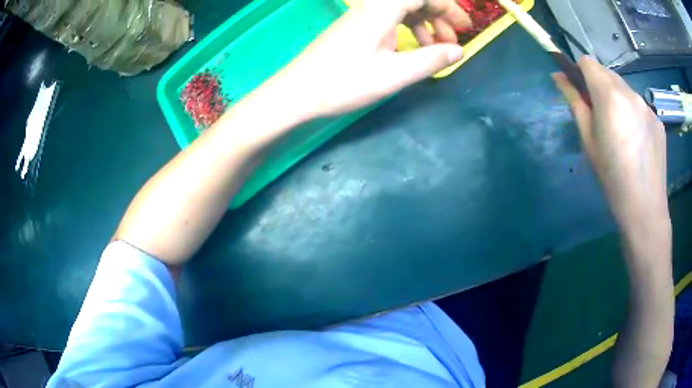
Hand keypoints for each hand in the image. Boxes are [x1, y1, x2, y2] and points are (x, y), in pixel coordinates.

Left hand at [262, 0, 470, 118]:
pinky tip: (410, 49)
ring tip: (437, 47)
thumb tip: (459, 51)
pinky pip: (387, 21)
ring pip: (400, 11)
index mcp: (382, 9)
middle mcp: (372, 7)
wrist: (296, 93)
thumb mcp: (393, 74)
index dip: (447, 8)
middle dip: (438, 16)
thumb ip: (430, 60)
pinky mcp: (354, 29)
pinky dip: (405, 31)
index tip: (465, 27)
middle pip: (412, 1)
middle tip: (455, 39)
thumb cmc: (343, 83)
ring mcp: (361, 17)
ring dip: (423, 25)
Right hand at [552, 57, 669, 240]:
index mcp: (610, 95)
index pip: (588, 62)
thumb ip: (574, 102)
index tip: (581, 92)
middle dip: (600, 86)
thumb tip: (559, 77)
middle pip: (608, 73)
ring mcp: (647, 106)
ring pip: (626, 90)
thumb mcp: (587, 141)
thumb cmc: (612, 178)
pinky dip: (634, 115)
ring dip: (618, 100)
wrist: (645, 209)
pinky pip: (641, 107)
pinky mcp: (658, 121)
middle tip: (601, 118)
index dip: (580, 72)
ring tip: (622, 134)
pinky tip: (637, 142)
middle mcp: (630, 92)